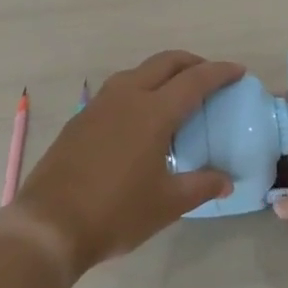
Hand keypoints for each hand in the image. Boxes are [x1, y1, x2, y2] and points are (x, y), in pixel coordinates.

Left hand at [8, 51, 241, 275]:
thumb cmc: (116, 213)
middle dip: (192, 63)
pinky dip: (139, 89)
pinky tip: (141, 117)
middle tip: (210, 76)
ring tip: (177, 94)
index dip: (219, 72)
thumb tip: (227, 180)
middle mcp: (127, 97)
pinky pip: (118, 90)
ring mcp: (99, 105)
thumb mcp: (167, 204)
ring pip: (138, 71)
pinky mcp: (81, 118)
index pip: (195, 80)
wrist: (49, 224)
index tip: (238, 71)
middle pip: (165, 63)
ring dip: (163, 73)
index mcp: (153, 112)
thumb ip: (201, 185)